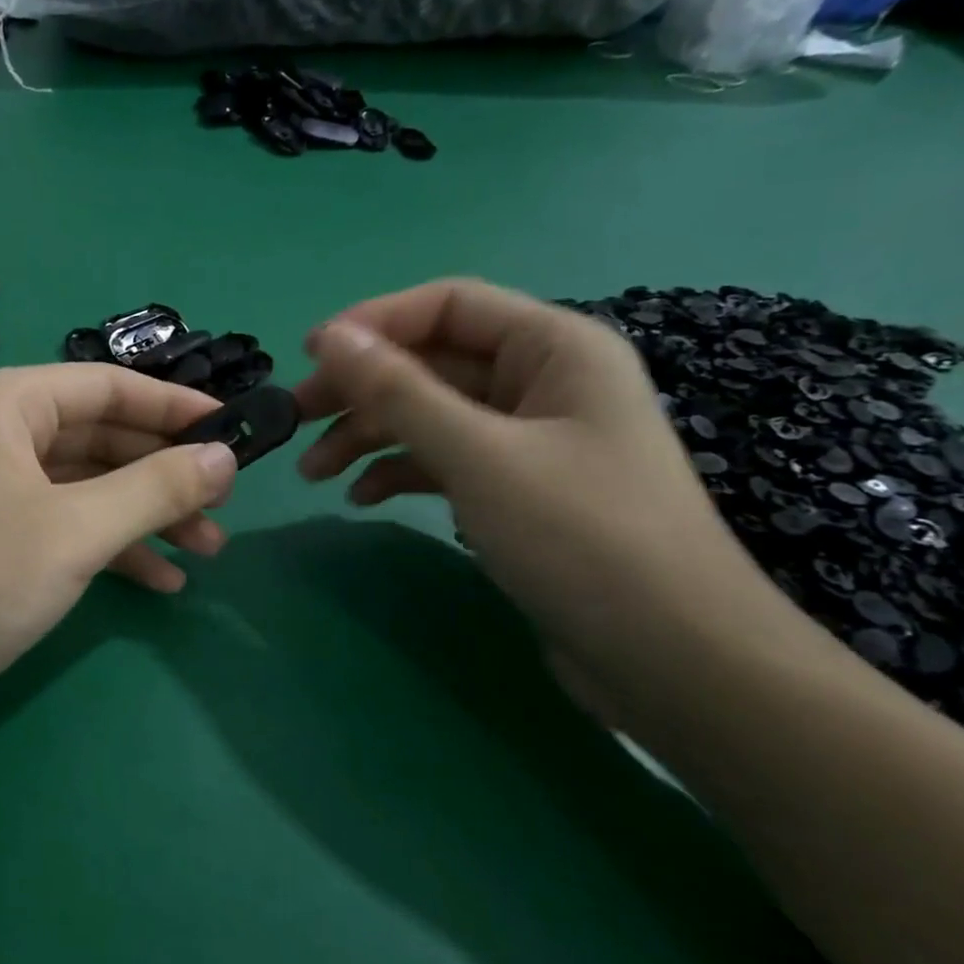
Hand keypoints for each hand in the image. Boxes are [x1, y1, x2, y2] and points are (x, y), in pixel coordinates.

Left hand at [0, 365, 237, 764]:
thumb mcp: (76, 529)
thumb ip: (156, 487)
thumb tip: (225, 456)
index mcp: (5, 405)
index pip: (107, 386)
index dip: (175, 406)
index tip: (234, 431)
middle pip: (99, 438)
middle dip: (164, 473)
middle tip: (223, 506)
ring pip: (85, 489)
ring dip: (145, 517)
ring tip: (206, 550)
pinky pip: (63, 530)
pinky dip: (110, 551)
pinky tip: (159, 584)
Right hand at [293, 278, 782, 689]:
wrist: (669, 658)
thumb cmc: (580, 537)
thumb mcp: (478, 454)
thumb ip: (399, 391)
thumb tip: (330, 338)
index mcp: (553, 347)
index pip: (447, 306)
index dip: (373, 323)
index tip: (307, 356)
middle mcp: (542, 382)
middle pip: (432, 363)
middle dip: (361, 389)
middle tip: (294, 420)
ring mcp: (530, 440)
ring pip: (432, 416)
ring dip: (370, 436)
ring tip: (314, 472)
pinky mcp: (518, 491)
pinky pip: (446, 461)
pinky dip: (401, 472)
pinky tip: (361, 499)